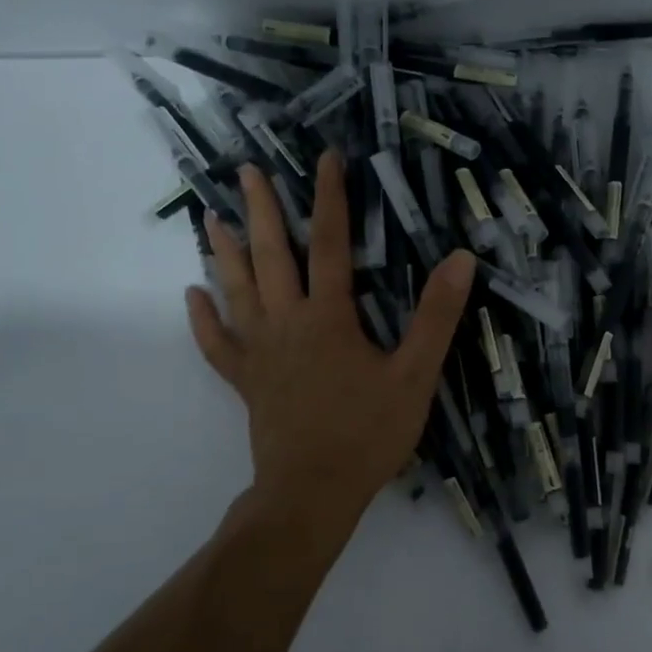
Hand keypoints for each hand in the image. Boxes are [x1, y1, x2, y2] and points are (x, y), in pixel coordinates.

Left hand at [184, 153, 474, 530]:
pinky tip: (192, 295)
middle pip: (271, 257)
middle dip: (261, 210)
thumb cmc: (368, 433)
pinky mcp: (247, 382)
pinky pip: (218, 344)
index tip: (326, 159)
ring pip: (236, 291)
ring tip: (210, 217)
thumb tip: (459, 258)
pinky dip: (203, 319)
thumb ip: (436, 316)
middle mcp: (286, 323)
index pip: (330, 244)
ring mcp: (260, 353)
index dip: (330, 198)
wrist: (312, 493)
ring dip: (223, 252)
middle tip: (245, 171)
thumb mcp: (415, 375)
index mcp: (328, 317)